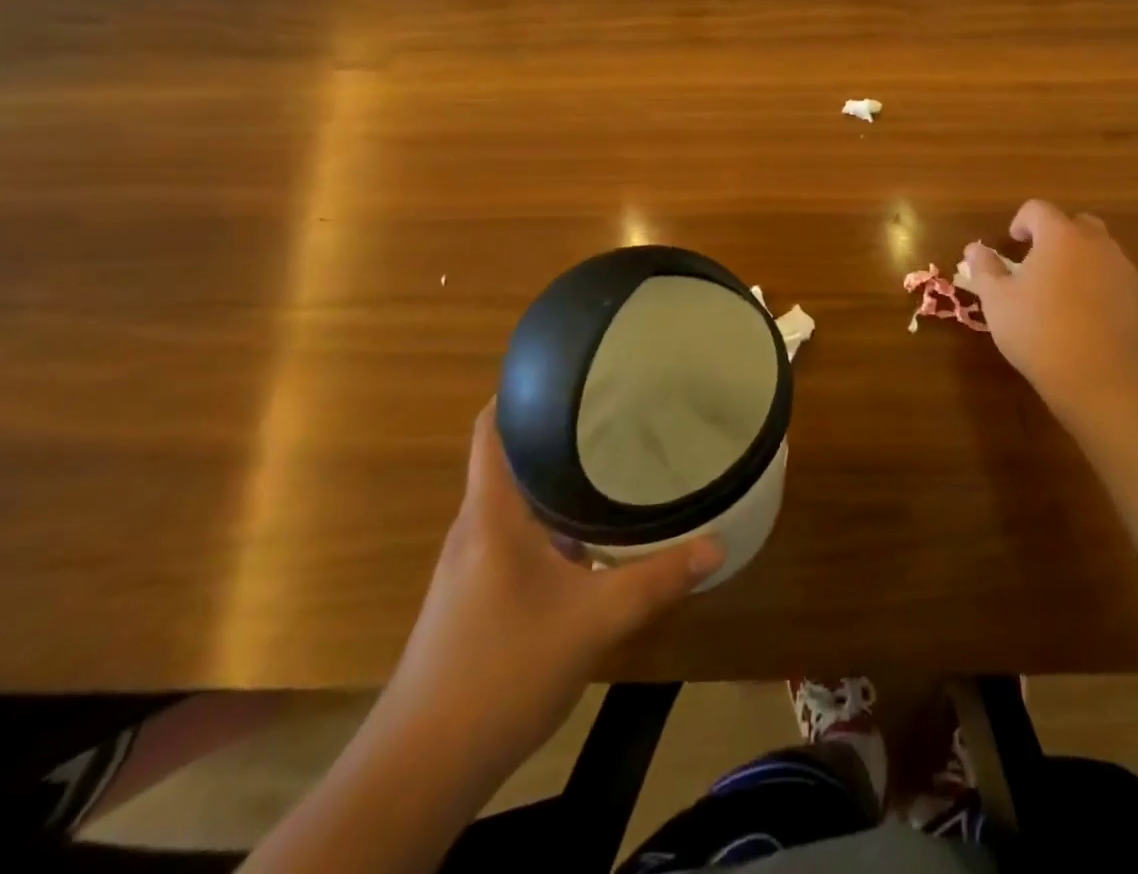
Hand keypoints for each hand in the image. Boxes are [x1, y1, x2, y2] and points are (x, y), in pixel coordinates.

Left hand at [381, 402, 722, 771]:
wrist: (420, 768)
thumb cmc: (501, 671)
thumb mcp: (593, 622)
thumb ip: (656, 580)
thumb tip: (716, 545)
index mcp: (492, 513)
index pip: (492, 427)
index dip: (521, 389)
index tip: (569, 368)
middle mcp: (476, 526)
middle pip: (508, 456)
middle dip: (555, 429)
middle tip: (613, 407)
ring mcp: (471, 563)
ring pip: (514, 499)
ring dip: (554, 477)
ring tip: (611, 457)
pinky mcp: (474, 594)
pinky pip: (515, 533)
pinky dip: (550, 519)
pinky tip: (589, 533)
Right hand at [963, 200, 1137, 419]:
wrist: (1102, 377)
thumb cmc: (1039, 331)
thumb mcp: (998, 301)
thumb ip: (985, 269)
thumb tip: (974, 249)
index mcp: (1060, 236)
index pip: (1038, 209)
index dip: (1021, 221)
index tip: (1012, 244)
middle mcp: (1096, 243)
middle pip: (1075, 223)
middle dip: (1055, 235)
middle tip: (1036, 263)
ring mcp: (1121, 269)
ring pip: (1098, 249)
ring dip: (1078, 258)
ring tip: (1059, 290)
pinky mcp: (1137, 296)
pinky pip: (1112, 276)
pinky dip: (1096, 282)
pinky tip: (1082, 313)